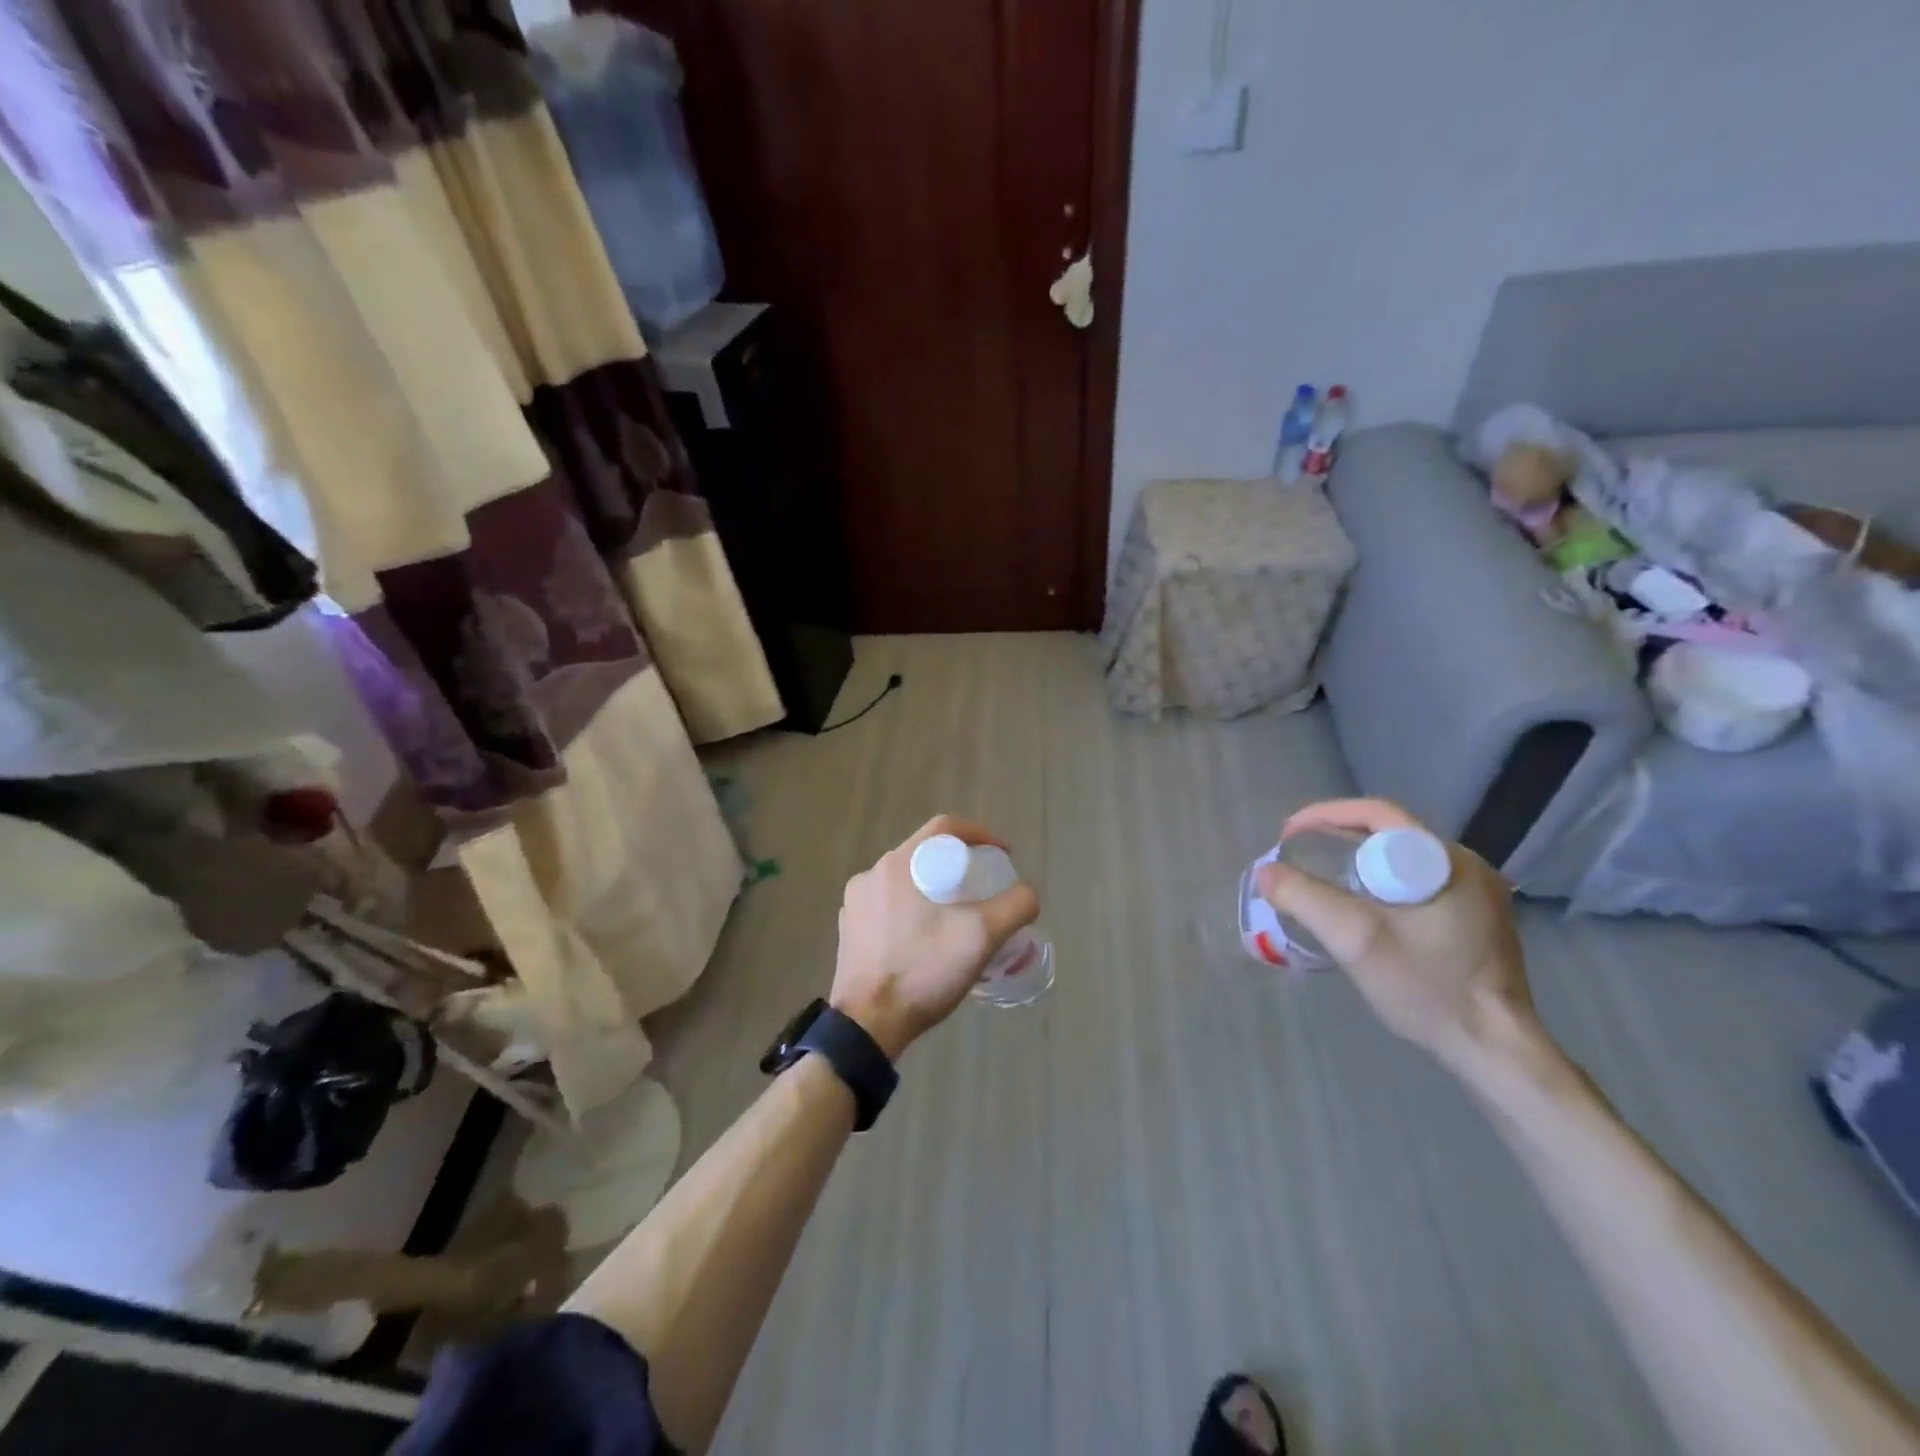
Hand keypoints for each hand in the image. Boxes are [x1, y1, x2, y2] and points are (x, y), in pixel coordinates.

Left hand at [830, 816, 1040, 1059]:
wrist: (868, 1025)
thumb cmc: (923, 972)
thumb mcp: (982, 937)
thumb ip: (1015, 906)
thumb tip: (1027, 893)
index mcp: (898, 864)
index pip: (945, 828)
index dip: (980, 834)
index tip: (1002, 855)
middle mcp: (872, 875)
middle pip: (925, 854)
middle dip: (959, 864)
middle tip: (984, 888)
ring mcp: (856, 903)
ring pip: (907, 881)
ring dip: (935, 889)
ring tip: (959, 916)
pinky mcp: (851, 930)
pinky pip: (889, 906)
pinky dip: (913, 911)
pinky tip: (928, 939)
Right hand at [1256, 799, 1539, 1073]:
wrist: (1495, 1051)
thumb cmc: (1429, 989)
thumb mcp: (1356, 941)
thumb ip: (1305, 899)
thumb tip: (1266, 871)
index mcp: (1447, 861)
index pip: (1378, 814)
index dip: (1327, 816)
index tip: (1290, 834)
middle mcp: (1467, 867)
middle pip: (1388, 834)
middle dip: (1336, 839)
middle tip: (1299, 857)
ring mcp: (1477, 895)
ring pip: (1402, 860)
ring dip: (1357, 863)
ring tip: (1320, 881)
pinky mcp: (1477, 920)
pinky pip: (1417, 884)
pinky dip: (1380, 885)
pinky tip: (1361, 910)